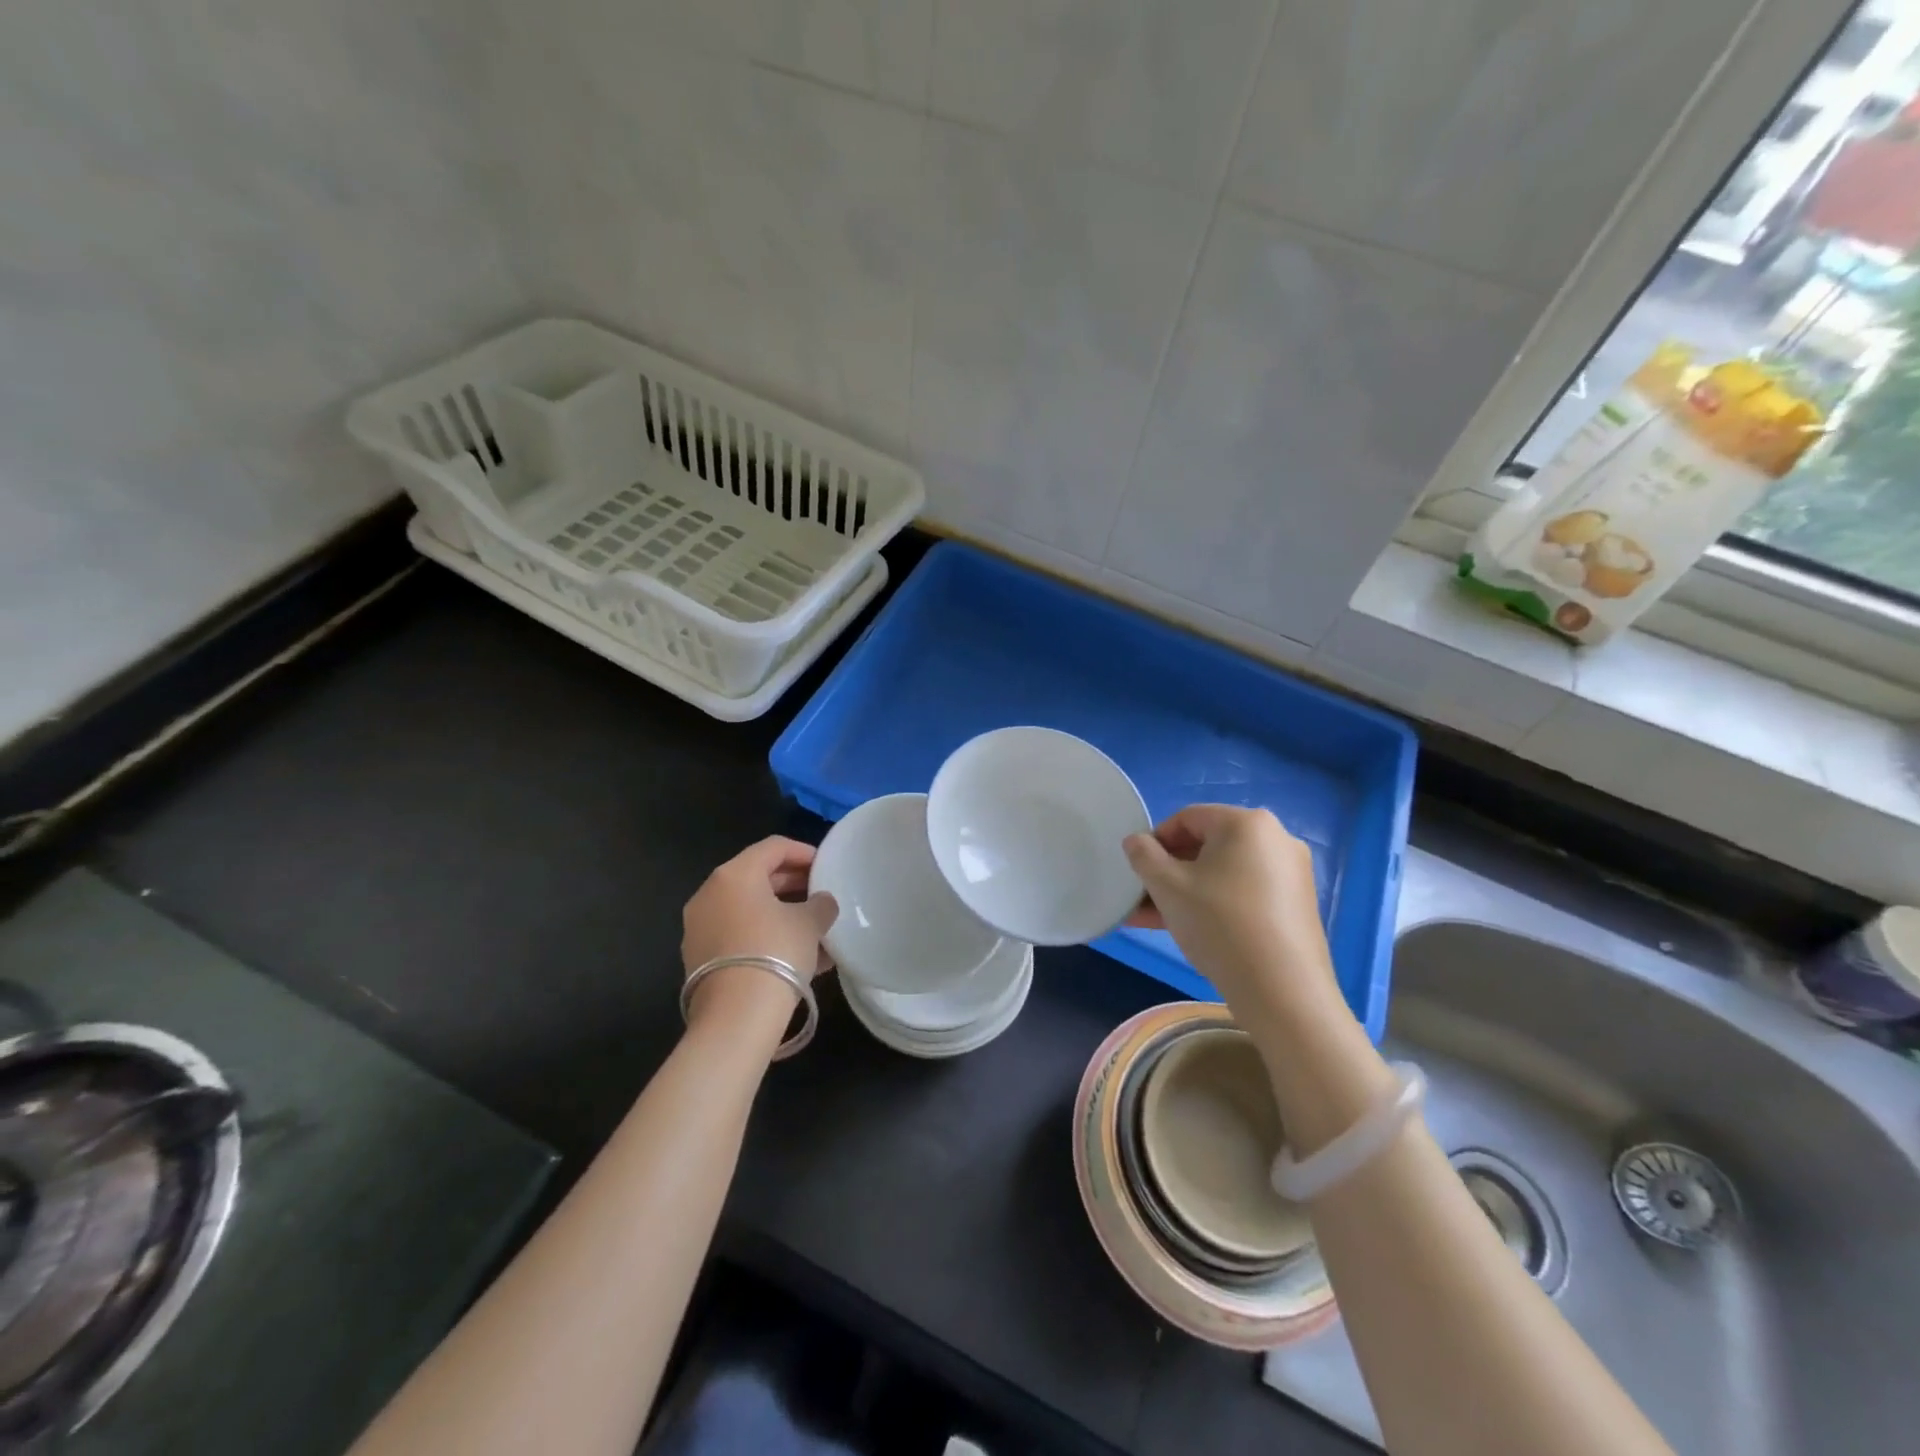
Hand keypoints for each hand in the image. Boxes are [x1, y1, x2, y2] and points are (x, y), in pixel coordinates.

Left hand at [681, 837, 837, 1031]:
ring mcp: (699, 928)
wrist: (736, 1016)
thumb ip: (820, 904)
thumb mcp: (810, 923)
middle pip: (757, 877)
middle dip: (792, 884)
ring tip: (814, 930)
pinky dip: (765, 937)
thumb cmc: (776, 952)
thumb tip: (821, 903)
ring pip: (748, 910)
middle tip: (820, 894)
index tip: (826, 865)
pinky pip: (739, 936)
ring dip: (781, 914)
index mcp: (734, 875)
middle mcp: (710, 894)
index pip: (773, 847)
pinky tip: (796, 957)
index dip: (803, 852)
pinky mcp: (699, 959)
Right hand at [1124, 805, 1343, 1032]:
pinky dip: (1215, 903)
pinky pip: (1244, 892)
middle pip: (1207, 845)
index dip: (1155, 841)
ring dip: (1186, 891)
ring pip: (1224, 873)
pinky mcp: (1297, 905)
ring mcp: (1291, 873)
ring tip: (1154, 920)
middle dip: (1169, 871)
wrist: (1282, 991)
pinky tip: (1189, 930)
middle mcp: (1276, 839)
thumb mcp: (1167, 887)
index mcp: (1247, 823)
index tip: (1138, 871)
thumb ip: (1143, 856)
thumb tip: (1136, 841)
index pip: (1187, 818)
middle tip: (1142, 898)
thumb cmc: (1219, 924)